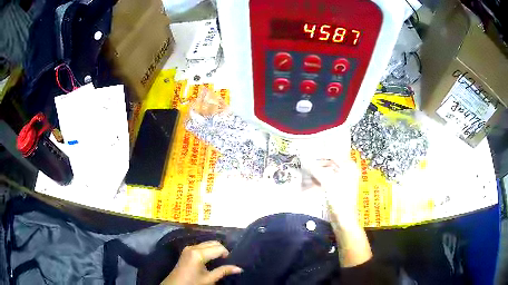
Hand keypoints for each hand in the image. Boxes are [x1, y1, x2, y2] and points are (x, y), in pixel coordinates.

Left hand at [161, 241, 242, 284]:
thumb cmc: (192, 283)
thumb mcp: (209, 279)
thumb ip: (223, 271)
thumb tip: (239, 268)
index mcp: (198, 253)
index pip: (218, 248)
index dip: (227, 254)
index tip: (230, 263)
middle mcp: (193, 247)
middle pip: (213, 243)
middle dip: (221, 250)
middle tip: (226, 261)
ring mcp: (188, 248)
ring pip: (207, 243)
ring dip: (215, 249)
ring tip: (220, 260)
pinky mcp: (186, 250)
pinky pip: (201, 246)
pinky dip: (208, 250)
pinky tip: (211, 259)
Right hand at [305, 158, 371, 267]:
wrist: (344, 220)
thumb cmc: (339, 199)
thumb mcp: (327, 182)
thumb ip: (315, 169)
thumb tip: (304, 159)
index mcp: (349, 167)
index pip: (333, 155)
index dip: (319, 155)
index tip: (307, 156)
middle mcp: (347, 172)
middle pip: (329, 164)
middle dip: (316, 165)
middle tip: (304, 166)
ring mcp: (342, 182)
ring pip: (326, 173)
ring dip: (316, 174)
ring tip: (304, 175)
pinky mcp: (337, 191)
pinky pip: (326, 182)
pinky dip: (318, 181)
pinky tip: (308, 184)